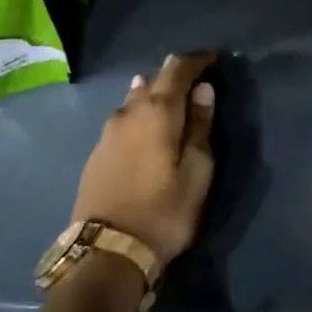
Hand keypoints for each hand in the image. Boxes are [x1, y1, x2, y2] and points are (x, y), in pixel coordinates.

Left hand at [72, 53, 216, 267]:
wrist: (107, 252)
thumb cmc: (164, 210)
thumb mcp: (198, 170)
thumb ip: (201, 126)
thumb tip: (203, 91)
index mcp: (157, 111)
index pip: (177, 69)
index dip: (197, 60)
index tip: (214, 58)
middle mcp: (128, 112)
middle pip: (154, 80)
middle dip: (176, 75)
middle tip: (197, 78)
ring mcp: (108, 132)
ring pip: (135, 99)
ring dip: (155, 93)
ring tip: (172, 97)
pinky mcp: (97, 152)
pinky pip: (124, 119)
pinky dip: (140, 113)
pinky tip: (146, 124)